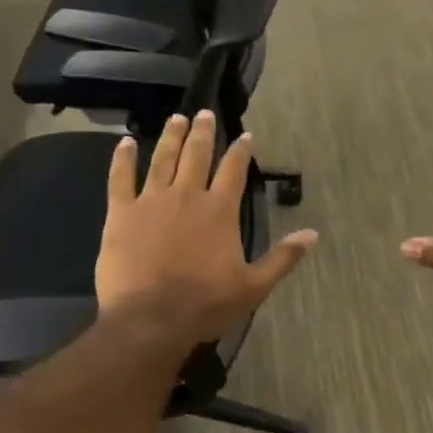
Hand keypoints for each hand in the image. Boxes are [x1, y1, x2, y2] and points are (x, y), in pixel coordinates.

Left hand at [96, 111, 316, 343]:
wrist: (151, 319)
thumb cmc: (206, 304)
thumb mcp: (254, 286)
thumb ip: (283, 257)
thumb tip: (312, 234)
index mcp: (220, 211)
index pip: (234, 171)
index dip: (241, 151)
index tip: (245, 135)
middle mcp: (187, 196)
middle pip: (196, 155)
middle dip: (202, 133)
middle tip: (204, 113)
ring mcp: (151, 202)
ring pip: (162, 159)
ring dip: (170, 137)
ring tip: (175, 119)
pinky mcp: (120, 214)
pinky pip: (120, 178)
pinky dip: (122, 158)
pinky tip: (124, 142)